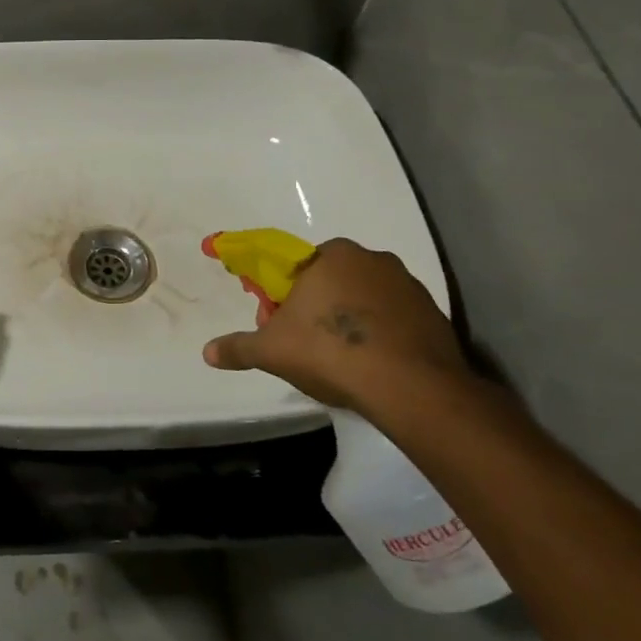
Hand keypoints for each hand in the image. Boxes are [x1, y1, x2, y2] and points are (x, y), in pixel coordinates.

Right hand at [203, 239, 470, 416]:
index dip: (284, 296)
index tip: (280, 324)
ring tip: (342, 360)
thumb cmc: (330, 351)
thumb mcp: (271, 351)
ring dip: (350, 320)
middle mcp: (371, 259)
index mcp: (331, 255)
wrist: (410, 386)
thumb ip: (239, 348)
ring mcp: (408, 285)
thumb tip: (208, 352)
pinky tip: (373, 365)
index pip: (297, 268)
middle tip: (306, 344)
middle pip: (332, 281)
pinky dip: (381, 335)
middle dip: (316, 307)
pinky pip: (395, 319)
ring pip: (364, 299)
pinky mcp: (433, 313)